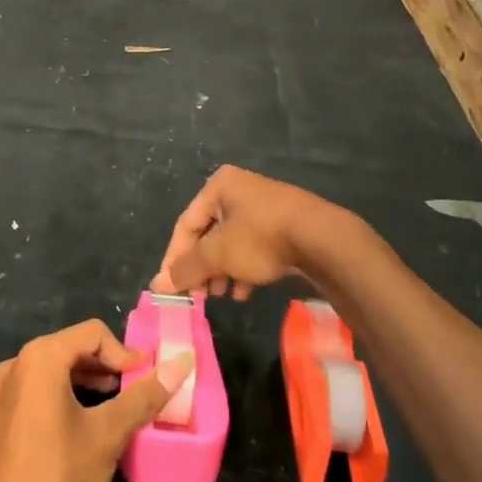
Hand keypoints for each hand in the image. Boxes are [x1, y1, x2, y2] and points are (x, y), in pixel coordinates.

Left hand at [0, 321, 192, 481]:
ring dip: (90, 383)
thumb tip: (181, 363)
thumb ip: (144, 396)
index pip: (93, 333)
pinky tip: (86, 427)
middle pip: (73, 348)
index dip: (125, 353)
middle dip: (109, 367)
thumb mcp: (107, 435)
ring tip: (117, 409)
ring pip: (57, 371)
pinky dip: (68, 397)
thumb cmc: (57, 478)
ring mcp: (5, 393)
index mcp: (40, 358)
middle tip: (137, 393)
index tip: (148, 380)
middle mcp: (17, 365)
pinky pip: (41, 391)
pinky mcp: (2, 418)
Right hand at [151, 165, 337, 299]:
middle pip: (209, 234)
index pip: (186, 225)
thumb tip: (158, 284)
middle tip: (199, 294)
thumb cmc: (261, 238)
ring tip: (221, 296)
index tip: (172, 286)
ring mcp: (265, 207)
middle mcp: (241, 190)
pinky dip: (245, 268)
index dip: (175, 257)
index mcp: (221, 186)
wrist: (324, 240)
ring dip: (222, 271)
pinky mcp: (285, 225)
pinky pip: (255, 247)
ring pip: (232, 243)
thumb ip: (186, 268)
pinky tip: (244, 292)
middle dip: (202, 267)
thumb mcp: (218, 254)